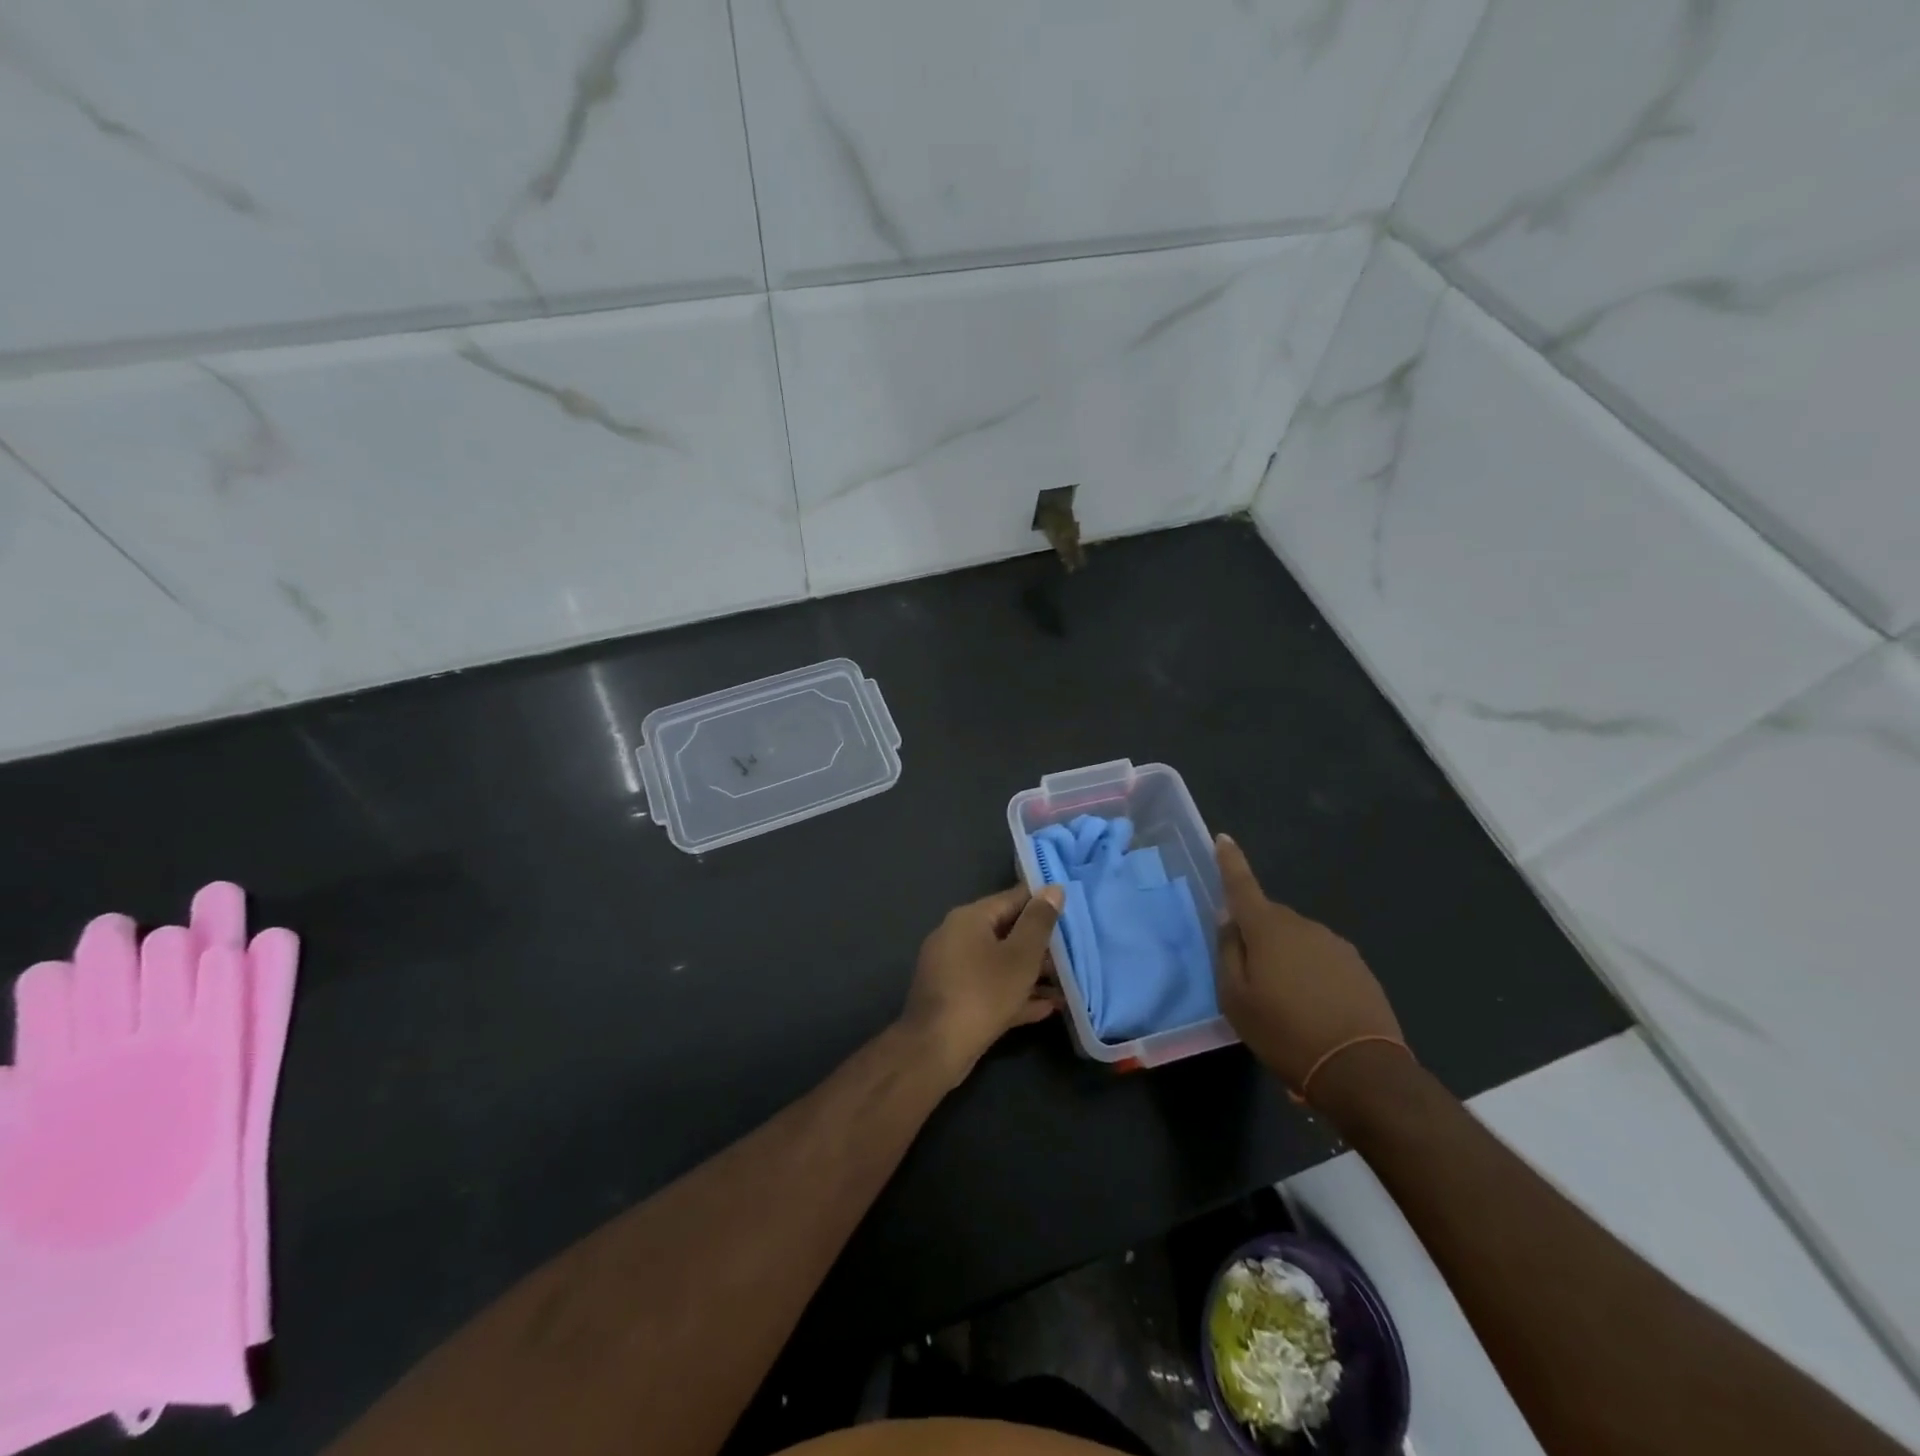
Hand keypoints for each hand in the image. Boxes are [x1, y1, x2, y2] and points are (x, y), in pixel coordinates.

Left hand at [901, 884, 1064, 1085]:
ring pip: (1000, 963)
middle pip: (1006, 932)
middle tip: (1074, 953)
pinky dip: (1015, 994)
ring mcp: (953, 969)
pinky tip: (1046, 1008)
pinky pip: (990, 987)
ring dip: (1031, 973)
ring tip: (1067, 984)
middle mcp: (956, 936)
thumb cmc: (983, 993)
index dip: (1042, 903)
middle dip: (1040, 944)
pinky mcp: (954, 998)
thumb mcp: (1020, 956)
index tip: (1072, 911)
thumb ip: (1039, 922)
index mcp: (969, 918)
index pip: (1012, 899)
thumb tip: (1054, 889)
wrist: (936, 1049)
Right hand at [1214, 835, 1403, 1094]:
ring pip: (1296, 940)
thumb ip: (1228, 952)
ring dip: (1285, 959)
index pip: (1242, 885)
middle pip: (1269, 919)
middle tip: (1249, 977)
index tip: (1223, 838)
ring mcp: (1335, 945)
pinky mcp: (1358, 967)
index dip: (1230, 861)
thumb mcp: (1236, 999)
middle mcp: (1303, 926)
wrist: (1362, 1070)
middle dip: (1256, 935)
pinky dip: (1310, 975)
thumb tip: (1229, 920)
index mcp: (1268, 929)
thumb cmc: (1285, 1032)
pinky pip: (1321, 960)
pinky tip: (1312, 1009)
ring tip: (1283, 1003)